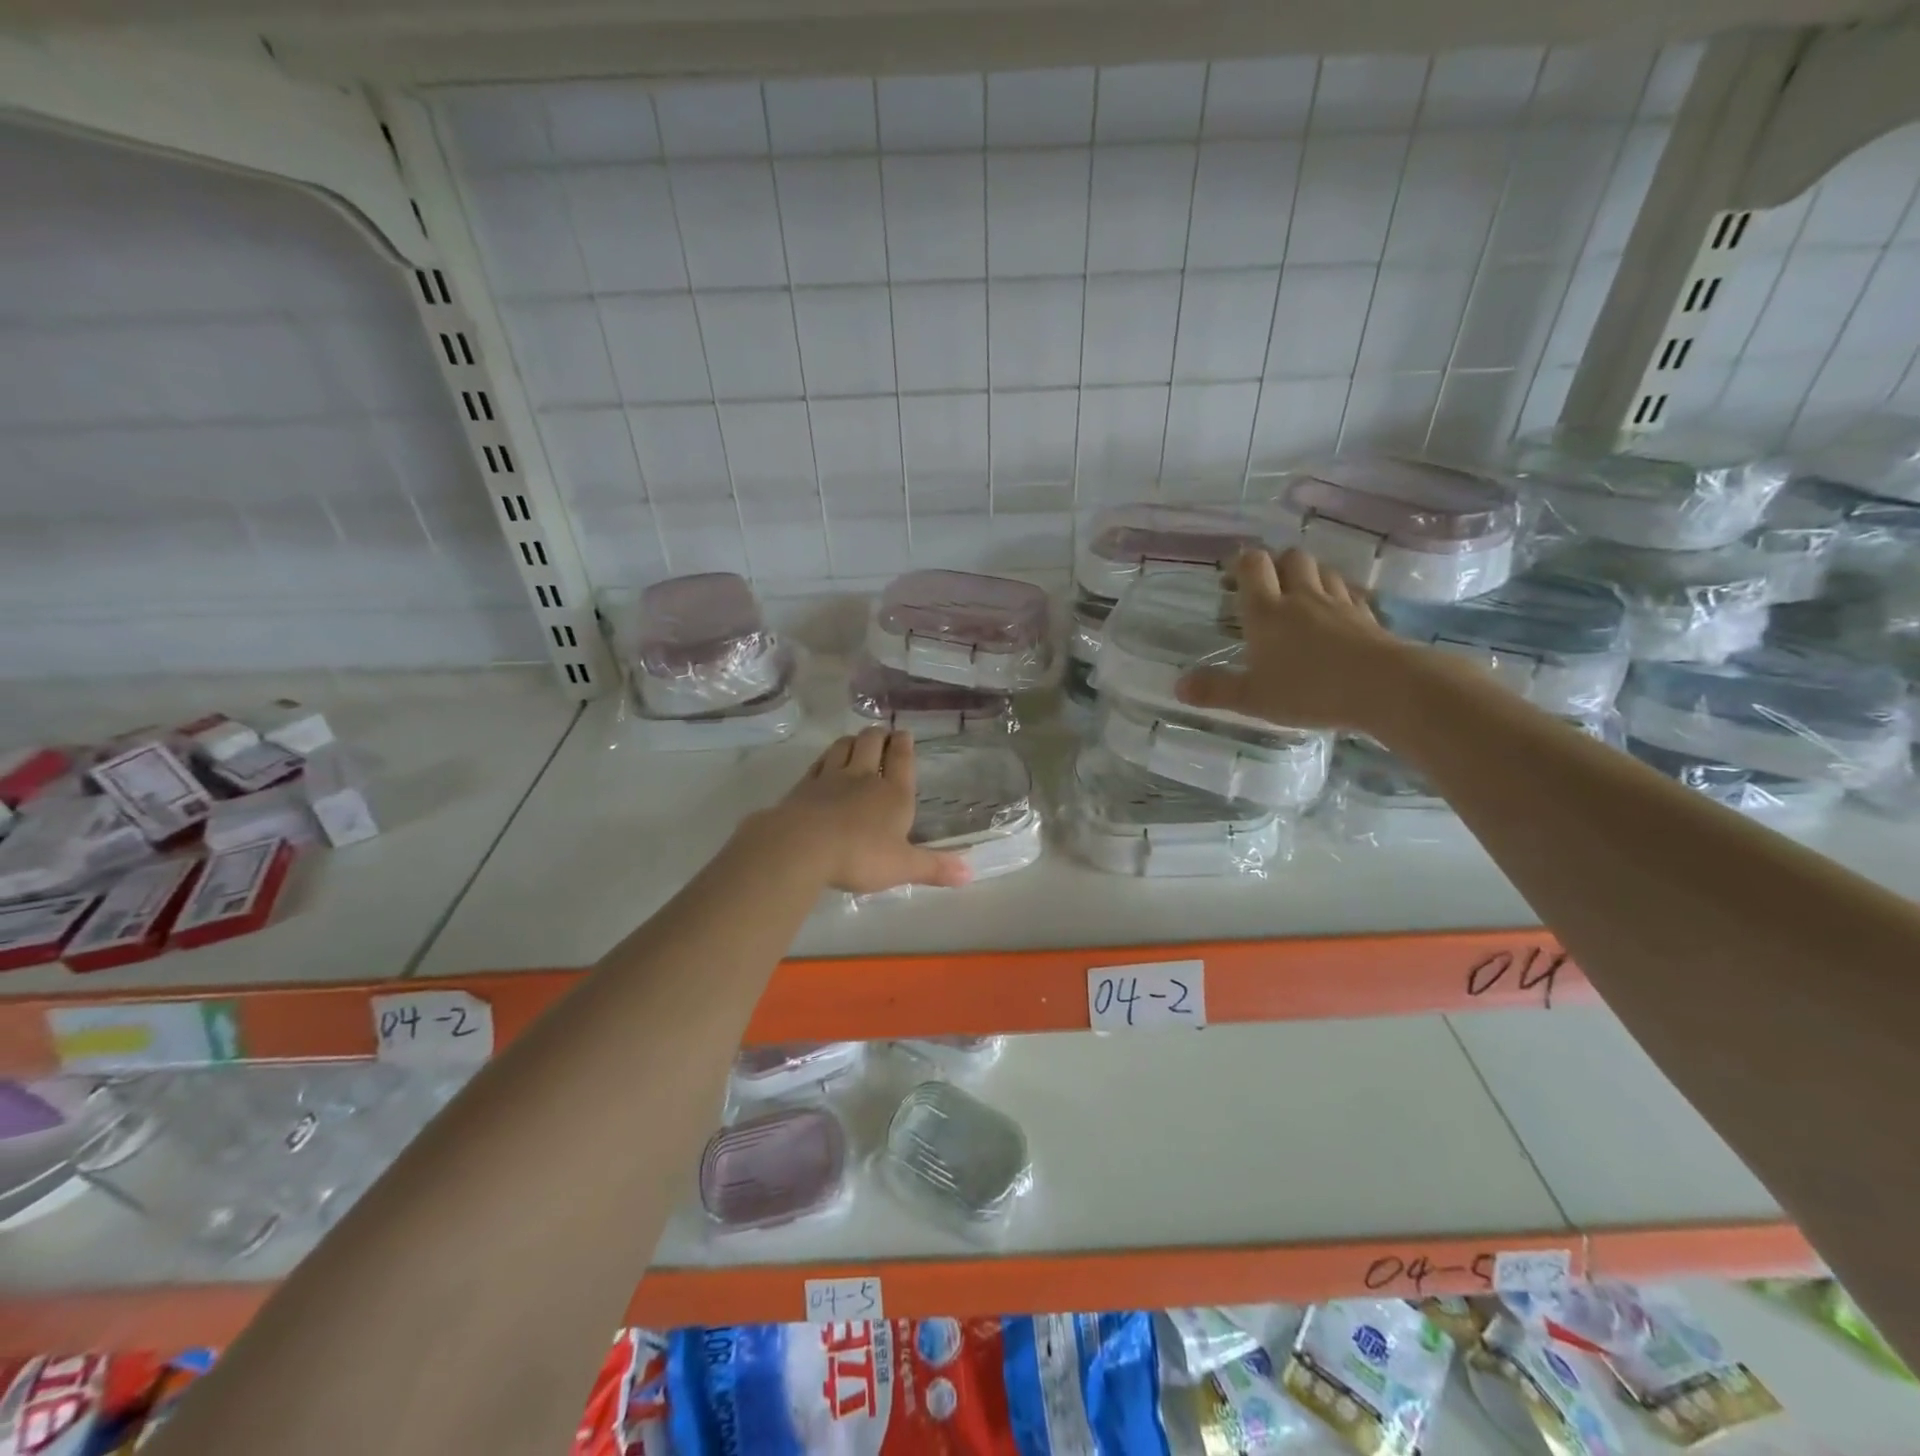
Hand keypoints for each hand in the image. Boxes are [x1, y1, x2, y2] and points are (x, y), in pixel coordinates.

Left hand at [749, 727, 970, 894]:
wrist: (802, 847)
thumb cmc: (860, 856)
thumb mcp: (903, 866)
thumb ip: (935, 867)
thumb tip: (971, 873)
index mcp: (893, 794)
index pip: (902, 759)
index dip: (904, 744)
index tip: (904, 733)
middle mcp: (863, 778)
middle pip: (871, 744)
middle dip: (879, 736)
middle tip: (882, 733)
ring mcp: (830, 779)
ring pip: (843, 747)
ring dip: (852, 741)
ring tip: (856, 741)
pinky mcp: (803, 787)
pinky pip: (817, 764)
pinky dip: (824, 758)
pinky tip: (825, 762)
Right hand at [1176, 547, 1412, 730]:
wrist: (1384, 687)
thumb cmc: (1309, 690)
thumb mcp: (1252, 697)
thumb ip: (1215, 690)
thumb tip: (1178, 687)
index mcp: (1267, 612)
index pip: (1253, 566)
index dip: (1241, 563)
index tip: (1232, 574)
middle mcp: (1301, 598)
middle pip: (1290, 558)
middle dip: (1276, 564)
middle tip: (1265, 587)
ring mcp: (1339, 604)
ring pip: (1322, 570)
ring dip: (1308, 575)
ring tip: (1298, 596)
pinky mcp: (1367, 616)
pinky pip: (1350, 592)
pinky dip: (1338, 595)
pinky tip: (1335, 613)